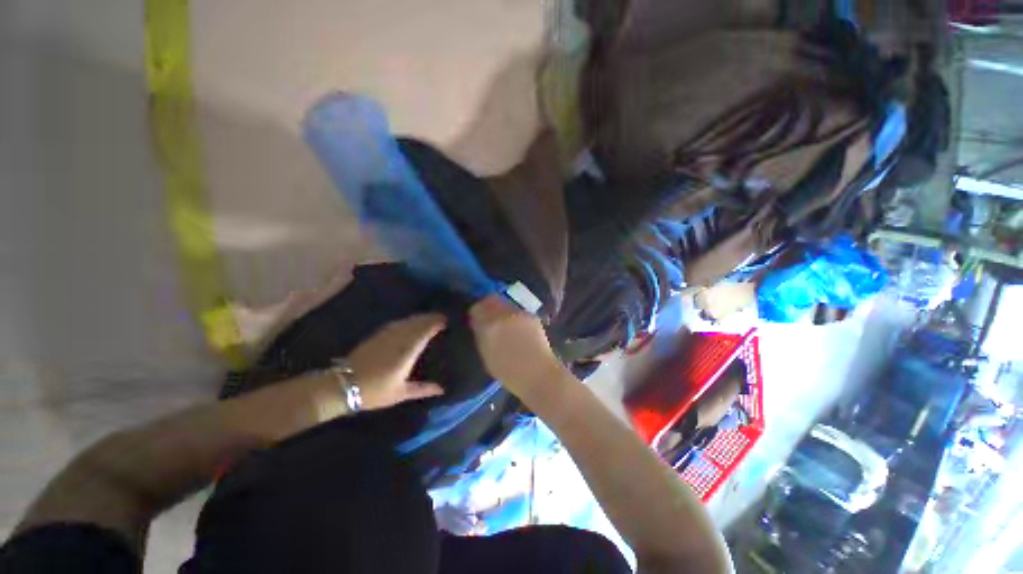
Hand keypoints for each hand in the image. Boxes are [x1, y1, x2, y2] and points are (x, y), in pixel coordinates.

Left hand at [345, 314, 447, 409]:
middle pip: (417, 323)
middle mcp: (398, 339)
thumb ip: (423, 389)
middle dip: (430, 318)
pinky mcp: (377, 335)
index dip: (436, 324)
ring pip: (407, 321)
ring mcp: (386, 335)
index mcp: (406, 352)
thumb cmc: (374, 391)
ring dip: (419, 317)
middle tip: (442, 317)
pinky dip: (407, 320)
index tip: (446, 320)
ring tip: (429, 317)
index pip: (425, 331)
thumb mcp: (400, 393)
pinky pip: (396, 323)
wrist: (342, 385)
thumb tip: (442, 389)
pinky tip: (409, 321)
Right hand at [469, 295, 564, 397]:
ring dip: (500, 309)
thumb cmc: (509, 372)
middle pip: (490, 300)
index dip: (475, 313)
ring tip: (503, 323)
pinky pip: (516, 310)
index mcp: (489, 326)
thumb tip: (478, 324)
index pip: (476, 308)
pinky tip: (517, 328)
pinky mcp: (531, 315)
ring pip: (504, 303)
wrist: (539, 374)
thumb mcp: (487, 356)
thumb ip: (481, 335)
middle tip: (487, 317)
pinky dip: (513, 316)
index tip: (475, 319)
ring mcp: (519, 313)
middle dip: (487, 306)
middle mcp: (503, 314)